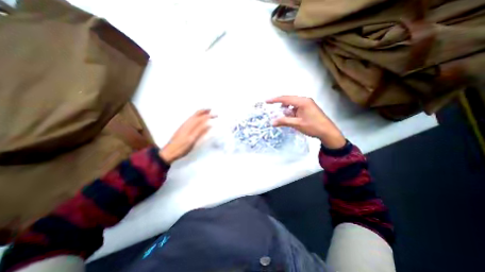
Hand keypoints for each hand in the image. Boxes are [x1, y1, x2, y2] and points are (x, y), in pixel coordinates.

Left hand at [160, 109, 213, 162]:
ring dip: (201, 113)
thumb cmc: (182, 147)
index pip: (201, 117)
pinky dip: (197, 117)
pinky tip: (198, 119)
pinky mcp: (183, 128)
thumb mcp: (192, 140)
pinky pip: (191, 119)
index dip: (209, 115)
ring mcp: (184, 125)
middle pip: (196, 114)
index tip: (216, 115)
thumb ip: (200, 131)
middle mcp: (187, 123)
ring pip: (194, 116)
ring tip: (206, 112)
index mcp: (190, 125)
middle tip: (211, 109)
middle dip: (204, 111)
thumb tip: (209, 124)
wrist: (169, 152)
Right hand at [266, 97, 346, 149]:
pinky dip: (290, 111)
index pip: (285, 99)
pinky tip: (288, 116)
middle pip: (288, 99)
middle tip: (270, 106)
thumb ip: (284, 121)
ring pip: (292, 104)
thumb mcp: (297, 124)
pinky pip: (296, 107)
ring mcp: (307, 104)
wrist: (328, 132)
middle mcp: (304, 100)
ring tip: (280, 114)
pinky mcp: (308, 108)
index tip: (266, 101)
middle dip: (279, 104)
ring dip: (285, 108)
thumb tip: (272, 122)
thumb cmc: (313, 126)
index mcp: (302, 101)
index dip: (275, 100)